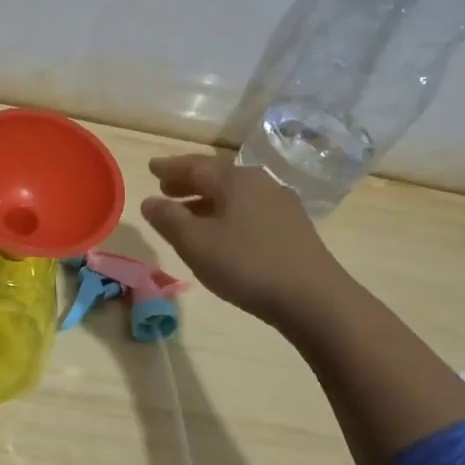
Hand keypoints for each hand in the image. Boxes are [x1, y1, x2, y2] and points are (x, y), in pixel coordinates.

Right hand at [141, 155, 349, 326]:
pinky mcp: (294, 228)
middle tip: (165, 189)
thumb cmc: (247, 265)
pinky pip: (250, 210)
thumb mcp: (196, 243)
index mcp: (235, 179)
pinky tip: (223, 234)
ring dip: (207, 200)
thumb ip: (168, 219)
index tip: (151, 168)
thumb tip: (149, 201)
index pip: (196, 165)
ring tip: (187, 215)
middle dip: (189, 182)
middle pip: (218, 176)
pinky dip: (228, 214)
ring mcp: (281, 205)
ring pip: (235, 195)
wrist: (315, 299)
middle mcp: (260, 183)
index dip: (170, 167)